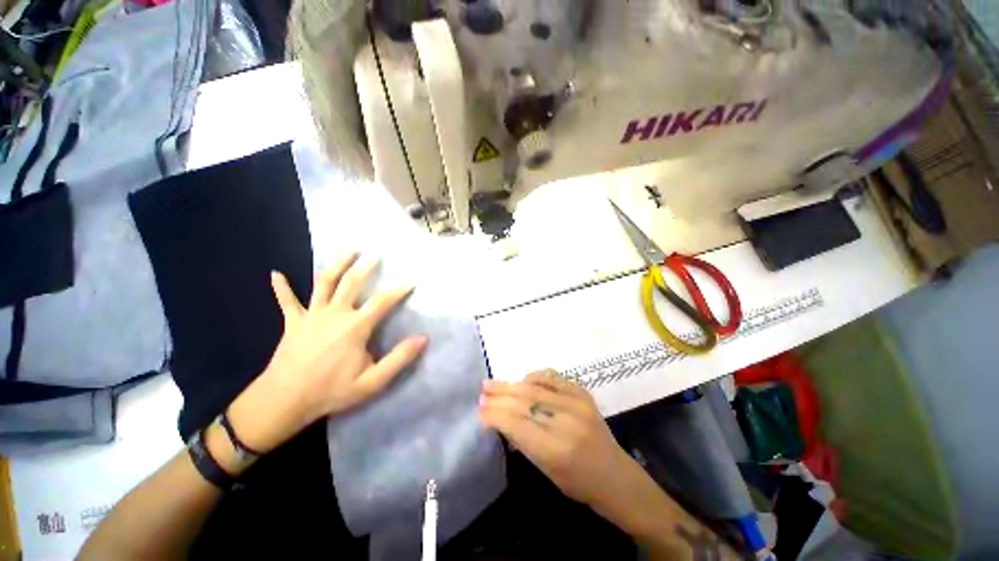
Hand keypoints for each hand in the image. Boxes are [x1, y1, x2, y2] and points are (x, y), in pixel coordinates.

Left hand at [228, 253, 426, 452]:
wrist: (283, 401)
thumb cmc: (331, 391)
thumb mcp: (372, 382)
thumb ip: (399, 359)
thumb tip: (423, 339)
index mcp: (355, 327)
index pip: (382, 302)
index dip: (398, 290)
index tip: (411, 282)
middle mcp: (334, 314)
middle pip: (351, 283)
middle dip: (365, 267)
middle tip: (376, 254)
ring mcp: (311, 316)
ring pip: (323, 283)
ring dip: (335, 264)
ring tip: (348, 250)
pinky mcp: (292, 322)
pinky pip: (286, 301)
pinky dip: (281, 287)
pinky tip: (276, 274)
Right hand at [478, 371, 634, 508]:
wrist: (615, 475)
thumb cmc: (578, 483)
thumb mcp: (545, 470)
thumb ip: (522, 442)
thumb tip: (500, 419)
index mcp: (555, 449)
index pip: (516, 424)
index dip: (495, 415)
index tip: (479, 410)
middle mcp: (566, 421)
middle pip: (523, 402)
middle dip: (499, 396)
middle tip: (482, 390)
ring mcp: (576, 403)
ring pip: (535, 387)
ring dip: (511, 384)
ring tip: (493, 383)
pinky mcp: (583, 393)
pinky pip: (553, 377)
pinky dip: (535, 376)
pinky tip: (523, 379)